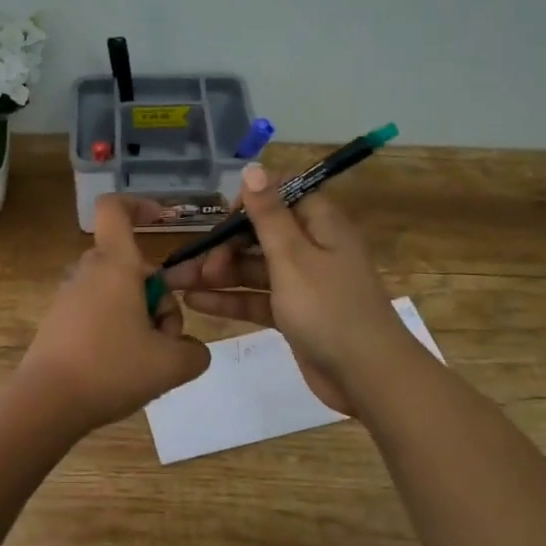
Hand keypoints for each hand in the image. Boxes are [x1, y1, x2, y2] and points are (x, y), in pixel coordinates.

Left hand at [14, 195, 211, 431]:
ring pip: (117, 293)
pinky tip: (119, 368)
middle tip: (166, 340)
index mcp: (116, 265)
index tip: (161, 220)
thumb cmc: (111, 369)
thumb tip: (190, 349)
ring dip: (139, 318)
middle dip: (158, 299)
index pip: (115, 209)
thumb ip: (195, 352)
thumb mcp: (172, 365)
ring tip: (145, 361)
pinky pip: (97, 311)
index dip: (139, 205)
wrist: (46, 402)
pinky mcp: (58, 321)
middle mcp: (89, 272)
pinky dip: (116, 330)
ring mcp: (69, 296)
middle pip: (133, 267)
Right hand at [165, 164, 413, 413]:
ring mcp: (303, 283)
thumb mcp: (293, 257)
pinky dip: (230, 299)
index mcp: (321, 225)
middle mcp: (313, 248)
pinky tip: (195, 302)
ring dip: (219, 273)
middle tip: (197, 265)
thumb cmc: (329, 309)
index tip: (223, 218)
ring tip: (178, 283)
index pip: (283, 195)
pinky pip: (258, 298)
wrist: (367, 377)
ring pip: (254, 268)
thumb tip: (254, 168)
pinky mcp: (295, 314)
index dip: (251, 201)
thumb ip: (269, 215)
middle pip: (261, 234)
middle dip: (225, 244)